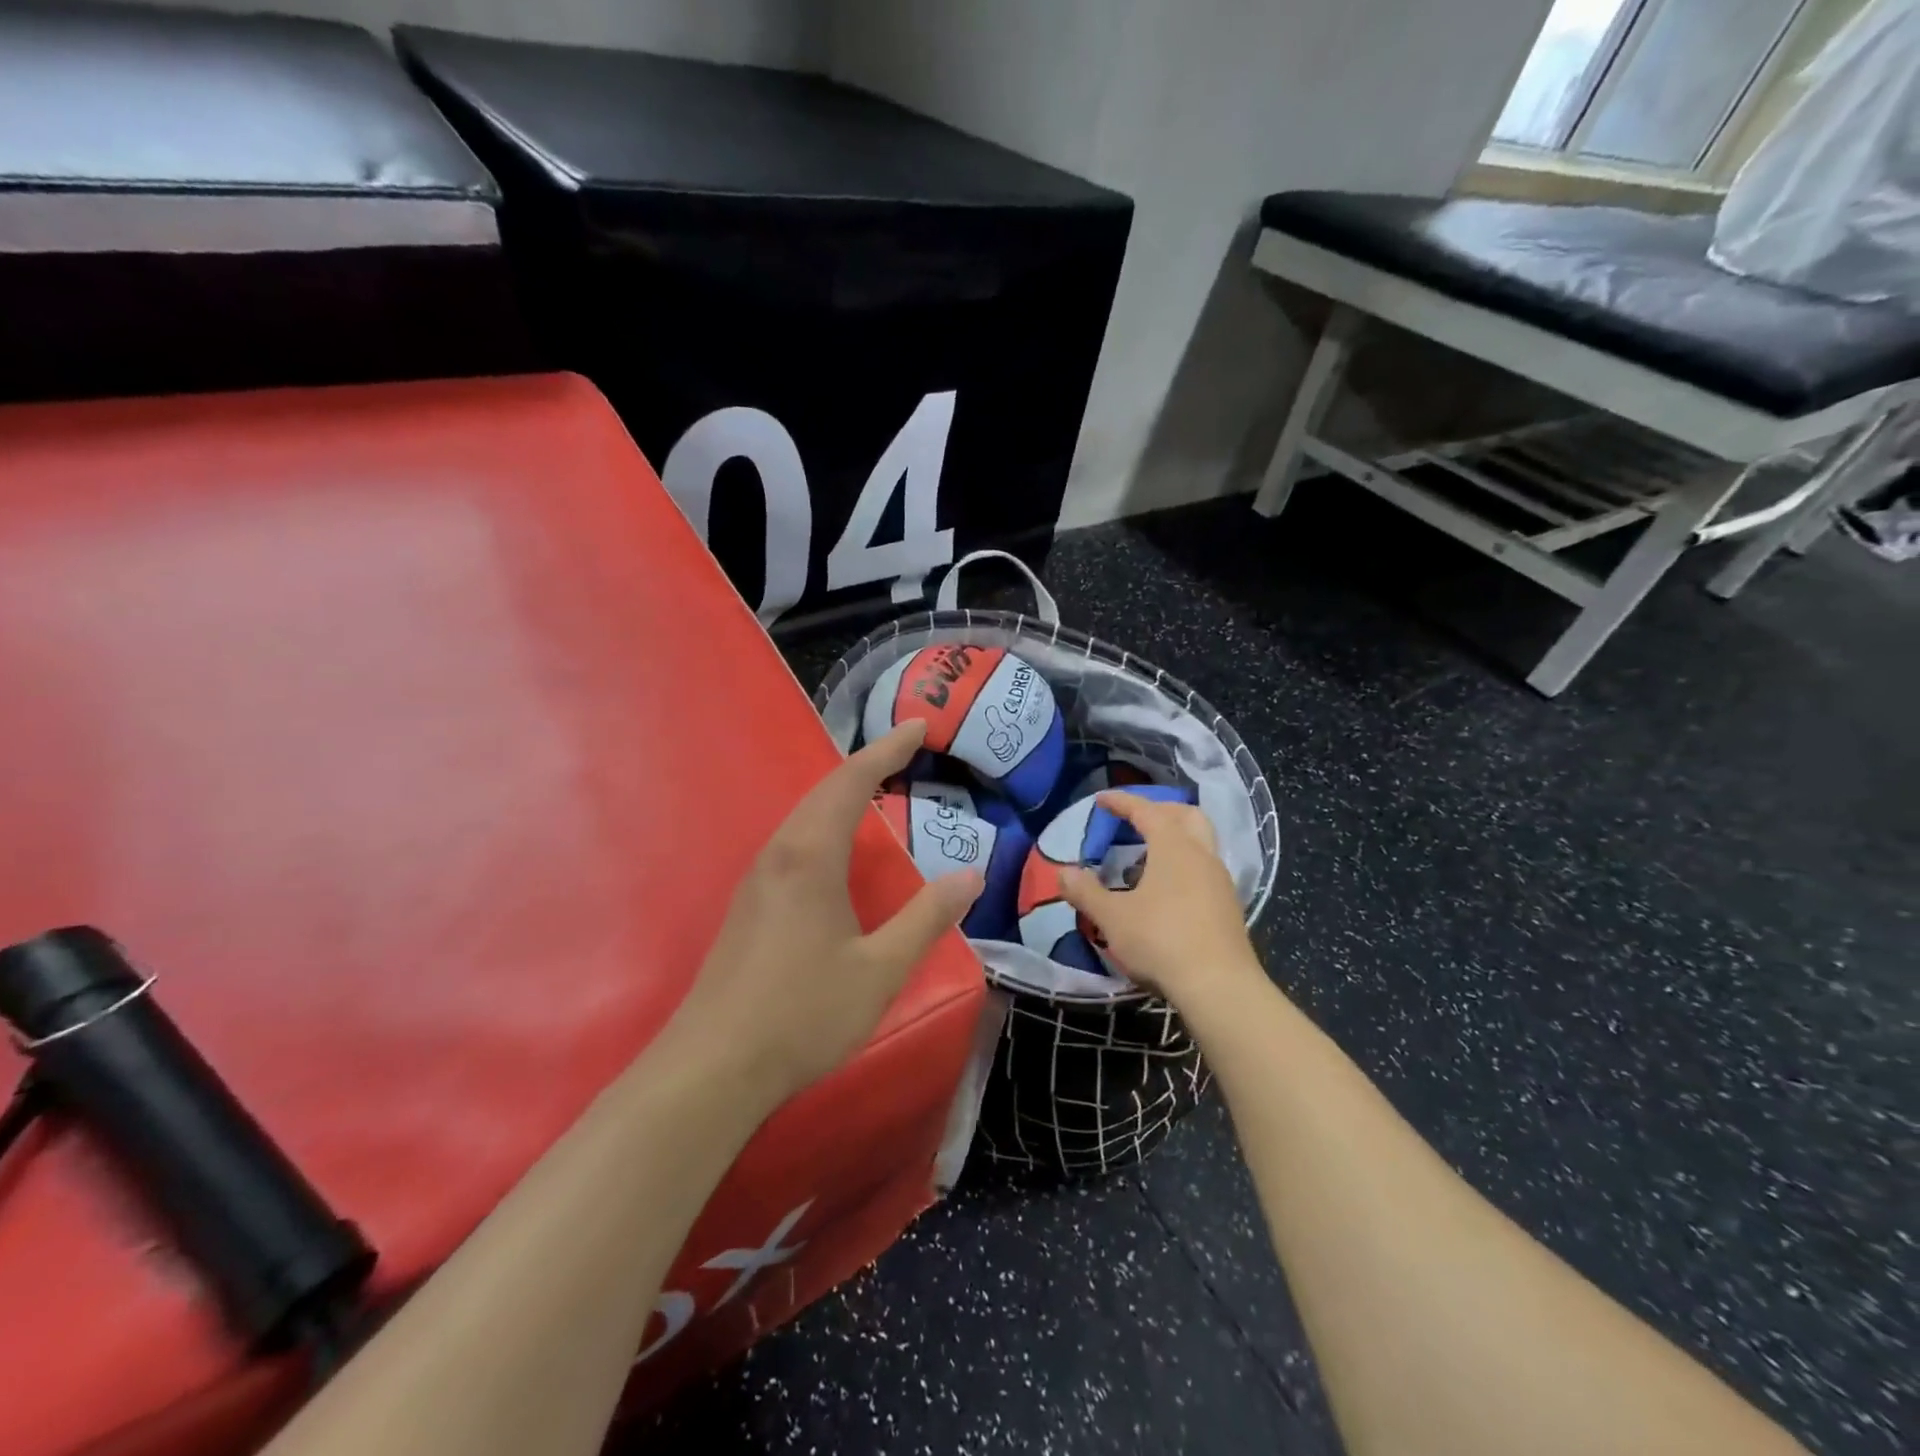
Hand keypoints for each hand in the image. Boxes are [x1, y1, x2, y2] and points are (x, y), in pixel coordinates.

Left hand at [665, 721, 982, 1105]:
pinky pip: (795, 840)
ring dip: (844, 792)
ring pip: (806, 814)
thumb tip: (971, 875)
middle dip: (868, 763)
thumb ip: (926, 918)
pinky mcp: (750, 904)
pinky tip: (839, 846)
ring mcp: (758, 879)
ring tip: (879, 786)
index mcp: (811, 856)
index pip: (852, 782)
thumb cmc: (802, 1013)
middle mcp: (780, 854)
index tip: (919, 725)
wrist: (713, 1066)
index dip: (887, 750)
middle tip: (908, 748)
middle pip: (825, 789)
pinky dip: (827, 821)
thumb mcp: (880, 969)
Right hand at [1059, 792, 1262, 1015]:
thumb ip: (1086, 892)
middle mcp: (1202, 855)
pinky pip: (1204, 868)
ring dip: (1174, 838)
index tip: (1100, 800)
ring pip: (1200, 842)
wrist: (1219, 987)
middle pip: (1185, 815)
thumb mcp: (1112, 917)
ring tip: (1146, 857)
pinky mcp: (1228, 906)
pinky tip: (1166, 890)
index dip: (1122, 802)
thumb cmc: (1161, 941)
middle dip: (1159, 810)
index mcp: (1174, 847)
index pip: (1146, 810)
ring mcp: (1220, 880)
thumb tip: (1062, 872)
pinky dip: (1184, 864)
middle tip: (1134, 820)